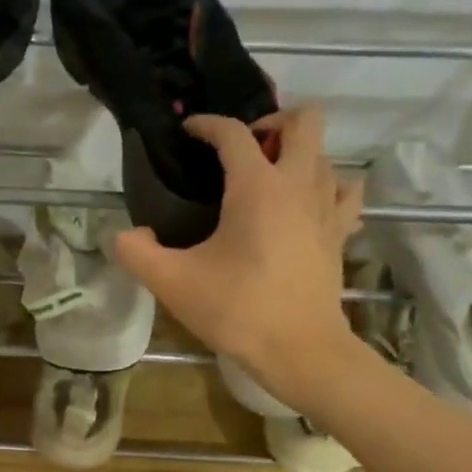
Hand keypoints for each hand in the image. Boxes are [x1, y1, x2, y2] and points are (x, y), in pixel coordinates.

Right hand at [113, 106, 366, 410]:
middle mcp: (299, 184)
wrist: (299, 350)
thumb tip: (126, 235)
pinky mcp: (340, 234)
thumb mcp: (172, 283)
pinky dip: (329, 187)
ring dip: (298, 155)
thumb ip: (137, 253)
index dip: (207, 125)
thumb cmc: (237, 310)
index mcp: (257, 186)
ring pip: (325, 154)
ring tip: (269, 180)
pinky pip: (345, 193)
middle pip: (303, 121)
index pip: (233, 133)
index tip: (189, 132)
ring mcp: (327, 208)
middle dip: (273, 122)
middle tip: (244, 151)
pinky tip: (307, 206)